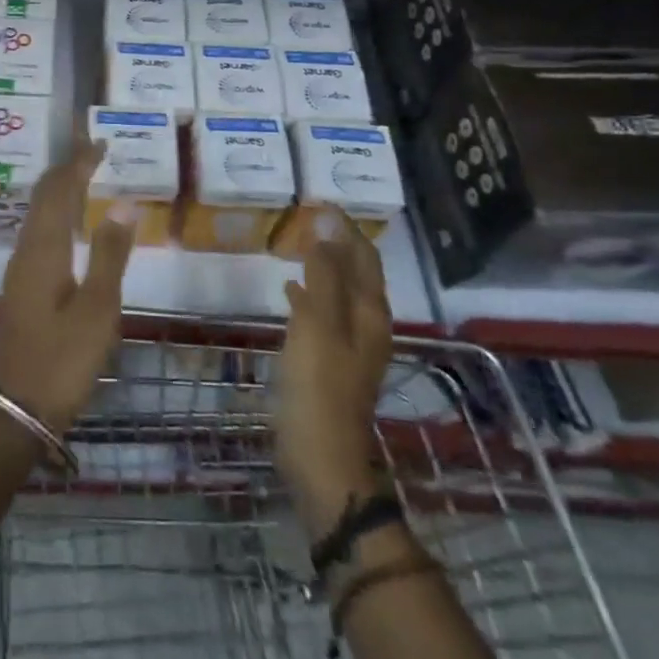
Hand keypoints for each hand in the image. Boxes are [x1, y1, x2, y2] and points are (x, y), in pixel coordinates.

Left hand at [0, 140, 136, 434]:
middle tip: (92, 151)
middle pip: (43, 196)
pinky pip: (39, 232)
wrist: (15, 410)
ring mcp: (19, 269)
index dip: (78, 162)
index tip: (99, 141)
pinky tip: (70, 226)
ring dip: (60, 190)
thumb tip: (123, 203)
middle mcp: (26, 250)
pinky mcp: (21, 287)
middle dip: (66, 169)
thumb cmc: (62, 360)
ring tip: (85, 178)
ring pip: (38, 214)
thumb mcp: (97, 310)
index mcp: (44, 249)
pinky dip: (57, 214)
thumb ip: (110, 254)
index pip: (60, 190)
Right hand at [275, 213, 394, 535]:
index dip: (345, 227)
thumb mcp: (319, 323)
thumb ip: (323, 274)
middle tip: (308, 217)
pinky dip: (310, 295)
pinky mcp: (332, 362)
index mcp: (369, 312)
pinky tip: (289, 291)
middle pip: (357, 273)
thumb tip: (327, 225)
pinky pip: (324, 314)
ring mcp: (351, 346)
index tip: (319, 201)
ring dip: (323, 266)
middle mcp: (368, 325)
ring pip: (340, 292)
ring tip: (297, 244)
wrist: (321, 458)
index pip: (363, 256)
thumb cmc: (318, 386)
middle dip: (337, 242)